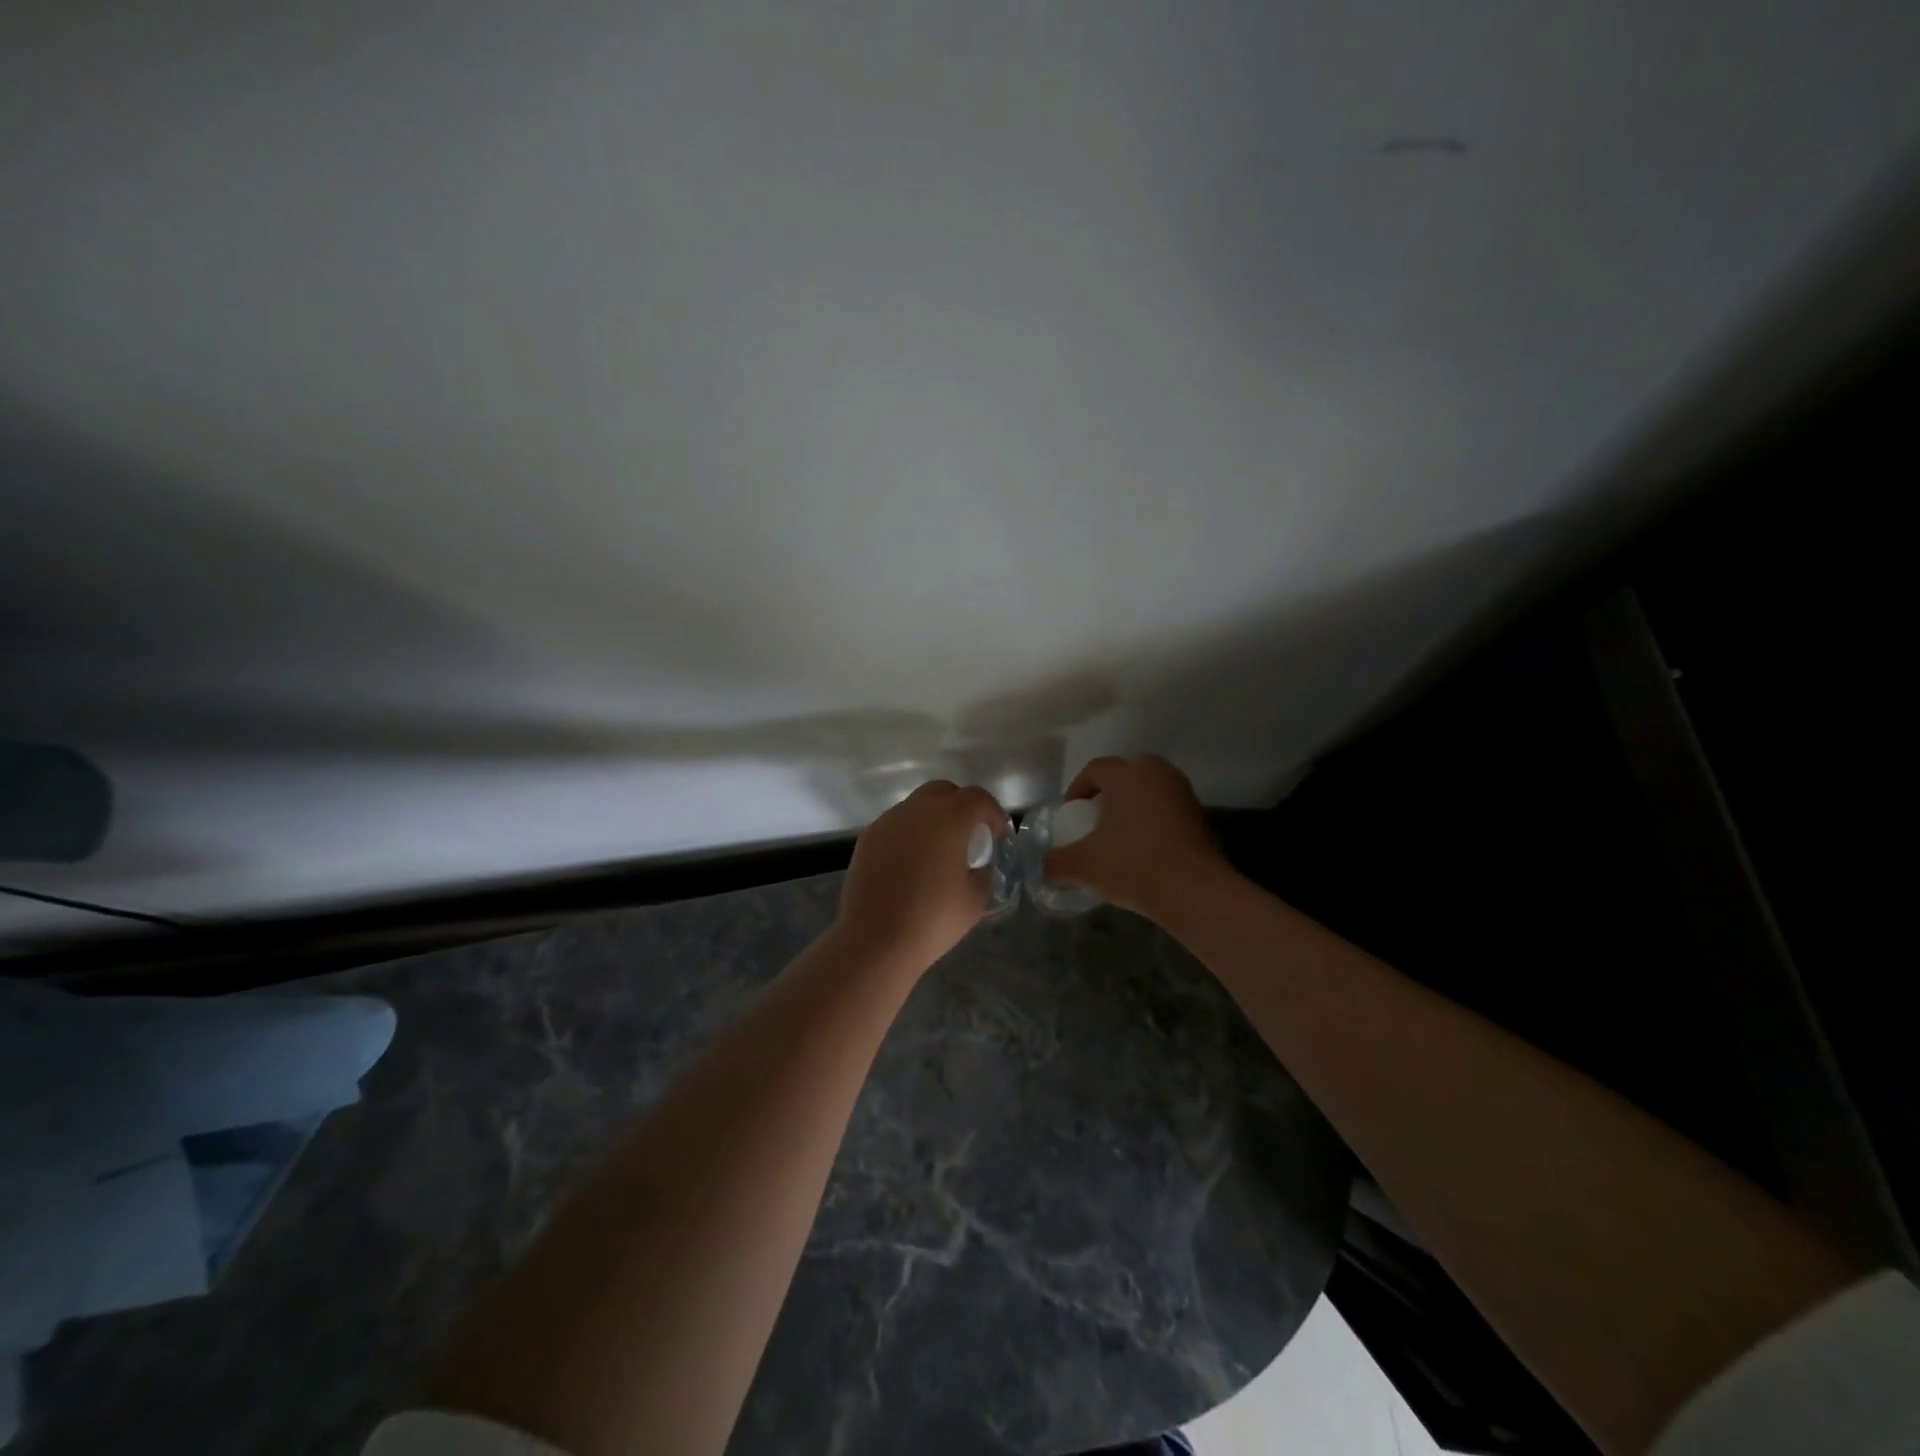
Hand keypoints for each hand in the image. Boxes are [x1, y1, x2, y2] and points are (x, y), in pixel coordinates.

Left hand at [835, 780, 1008, 972]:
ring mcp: (888, 821)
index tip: (996, 836)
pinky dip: (909, 834)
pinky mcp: (867, 838)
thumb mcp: (975, 899)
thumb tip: (978, 866)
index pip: (977, 798)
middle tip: (968, 837)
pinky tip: (910, 865)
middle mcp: (916, 810)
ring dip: (933, 820)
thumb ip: (984, 873)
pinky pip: (896, 825)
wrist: (875, 939)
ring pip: (917, 806)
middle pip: (944, 791)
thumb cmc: (932, 919)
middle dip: (961, 807)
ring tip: (937, 852)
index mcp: (949, 818)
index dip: (992, 813)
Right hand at [1044, 755, 1230, 923]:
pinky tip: (1145, 849)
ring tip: (1119, 837)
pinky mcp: (1200, 813)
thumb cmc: (1133, 866)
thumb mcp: (1083, 866)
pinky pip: (1166, 808)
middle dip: (1106, 795)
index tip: (1070, 816)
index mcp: (1126, 774)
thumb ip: (1056, 862)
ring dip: (1132, 807)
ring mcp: (1182, 791)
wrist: (1194, 891)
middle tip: (1094, 822)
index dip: (1076, 790)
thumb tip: (1042, 867)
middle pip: (1124, 775)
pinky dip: (1153, 821)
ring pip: (1148, 791)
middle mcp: (1156, 772)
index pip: (1094, 770)